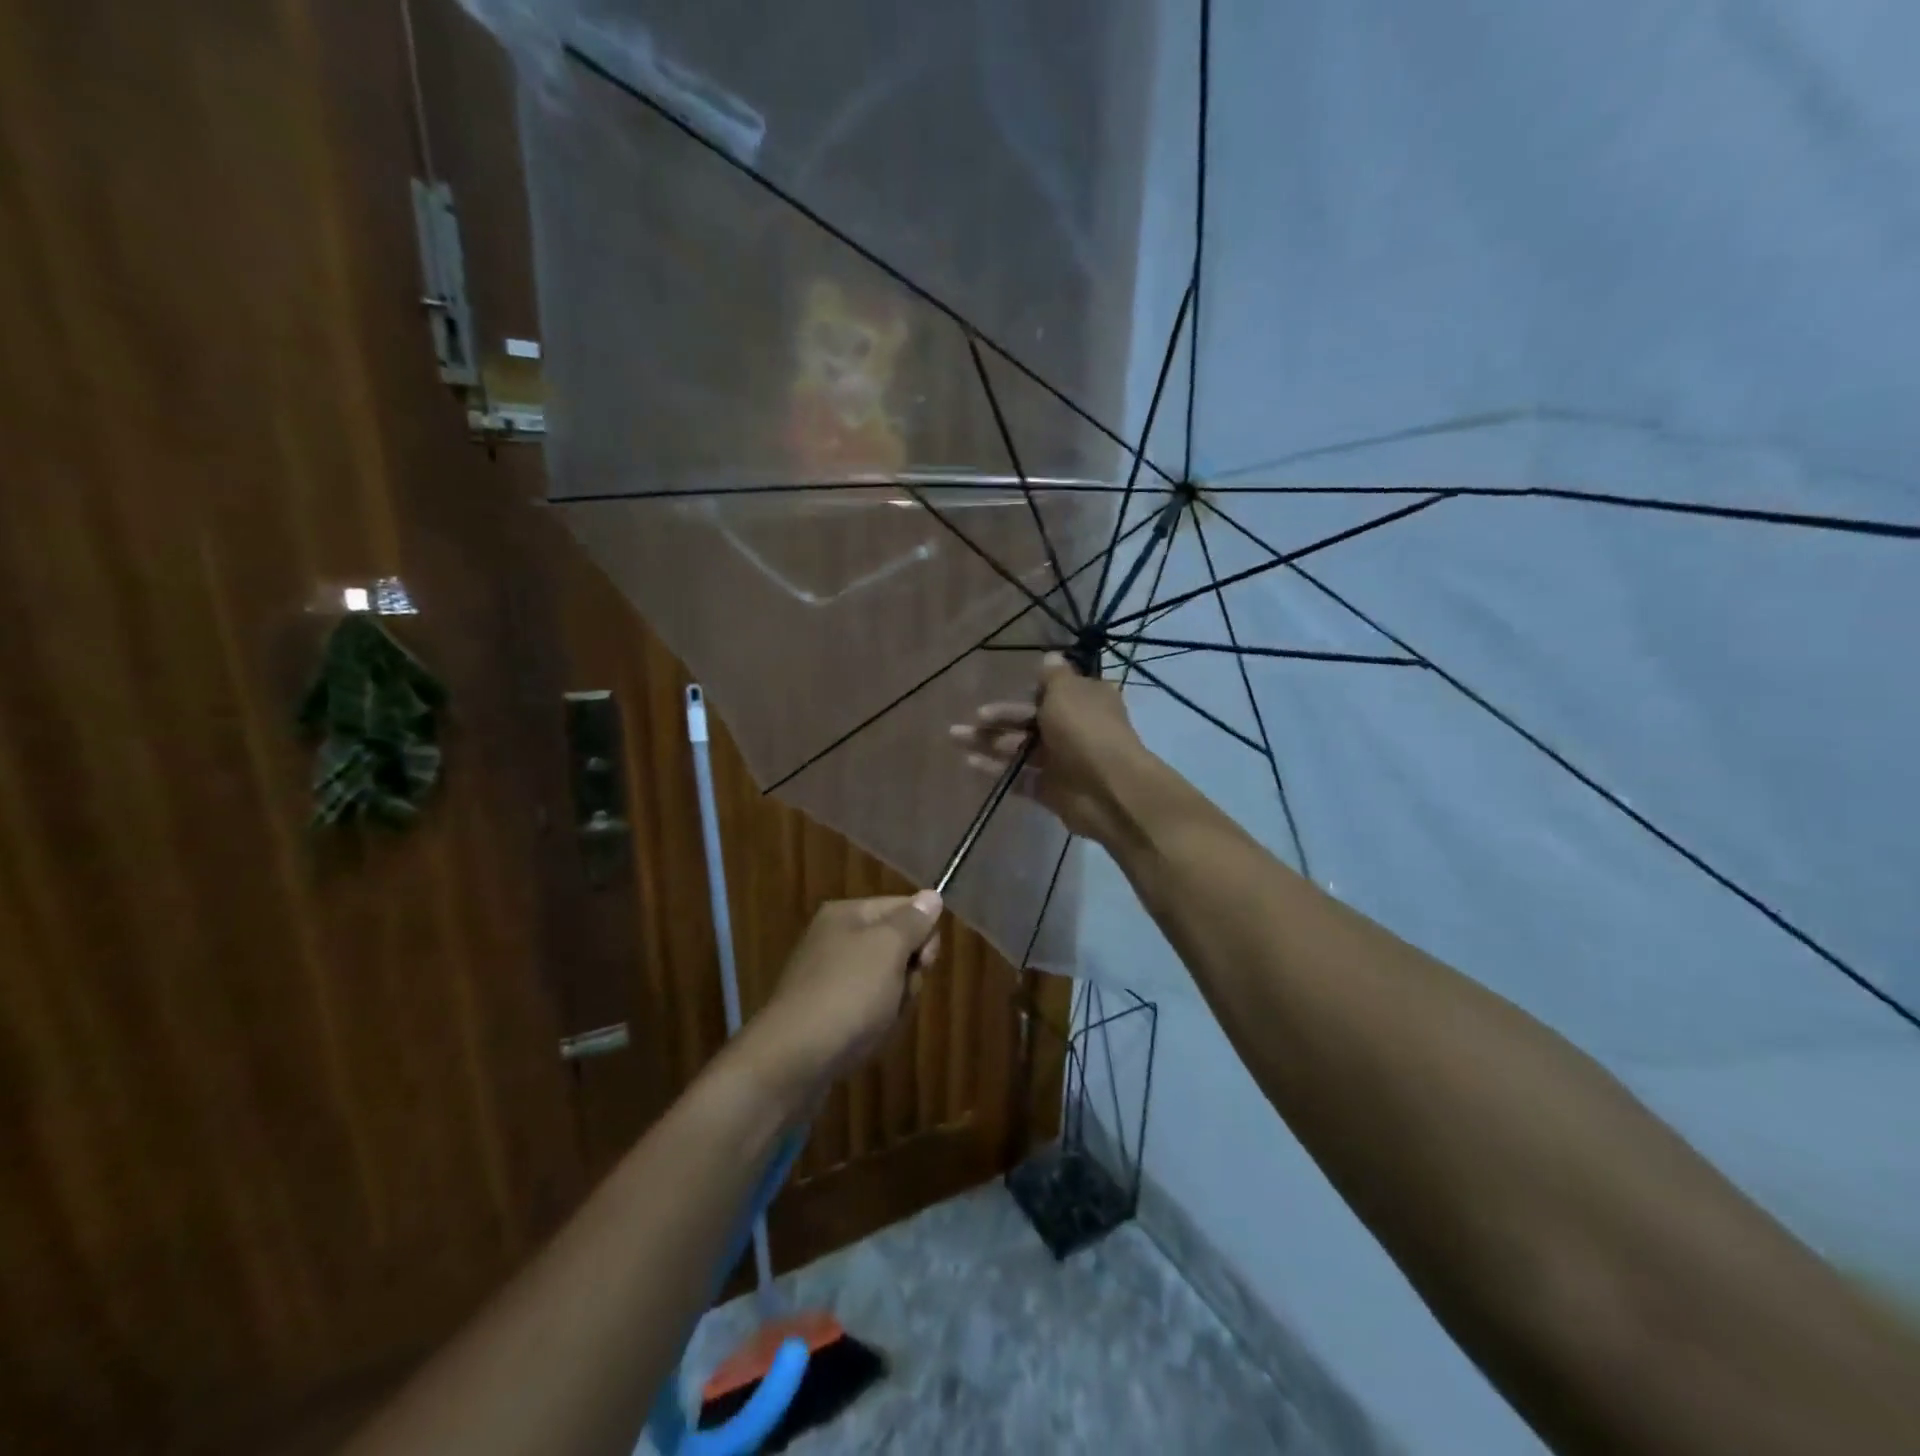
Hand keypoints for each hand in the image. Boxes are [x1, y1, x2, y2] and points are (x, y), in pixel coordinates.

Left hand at [744, 893, 943, 1092]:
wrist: (793, 1059)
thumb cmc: (847, 993)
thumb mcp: (888, 948)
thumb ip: (913, 921)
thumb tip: (931, 896)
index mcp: (847, 915)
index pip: (904, 908)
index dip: (923, 933)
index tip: (924, 961)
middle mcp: (836, 940)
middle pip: (897, 947)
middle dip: (908, 974)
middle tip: (899, 992)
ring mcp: (829, 978)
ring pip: (887, 982)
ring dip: (895, 1003)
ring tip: (880, 1021)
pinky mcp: (827, 1013)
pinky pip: (868, 1010)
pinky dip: (875, 1023)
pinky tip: (867, 1038)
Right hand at [948, 652, 1155, 846]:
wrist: (1108, 789)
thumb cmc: (1085, 730)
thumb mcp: (1067, 691)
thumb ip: (1053, 676)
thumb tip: (1050, 656)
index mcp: (1084, 699)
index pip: (1053, 691)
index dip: (1030, 690)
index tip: (1010, 688)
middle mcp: (1074, 727)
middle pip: (1030, 719)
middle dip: (1000, 717)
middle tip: (974, 717)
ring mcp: (1061, 760)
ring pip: (1020, 748)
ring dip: (989, 742)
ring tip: (955, 738)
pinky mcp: (1049, 789)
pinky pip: (1018, 777)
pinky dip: (996, 770)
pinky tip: (970, 763)